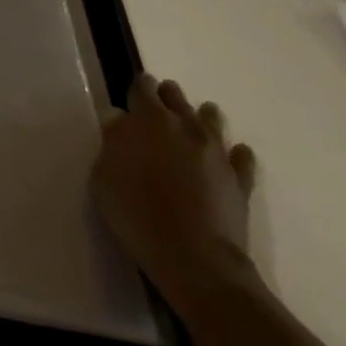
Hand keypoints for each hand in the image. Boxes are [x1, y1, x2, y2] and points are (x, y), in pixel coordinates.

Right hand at [92, 75, 258, 313]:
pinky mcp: (240, 180)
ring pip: (212, 120)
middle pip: (176, 98)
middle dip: (167, 98)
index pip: (143, 88)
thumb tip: (119, 120)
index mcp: (148, 120)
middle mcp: (184, 126)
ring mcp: (216, 152)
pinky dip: (236, 154)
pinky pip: (242, 157)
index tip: (134, 94)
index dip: (138, 88)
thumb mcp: (104, 176)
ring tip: (196, 124)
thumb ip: (112, 142)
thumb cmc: (137, 213)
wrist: (194, 257)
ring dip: (202, 118)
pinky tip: (233, 156)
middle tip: (160, 108)